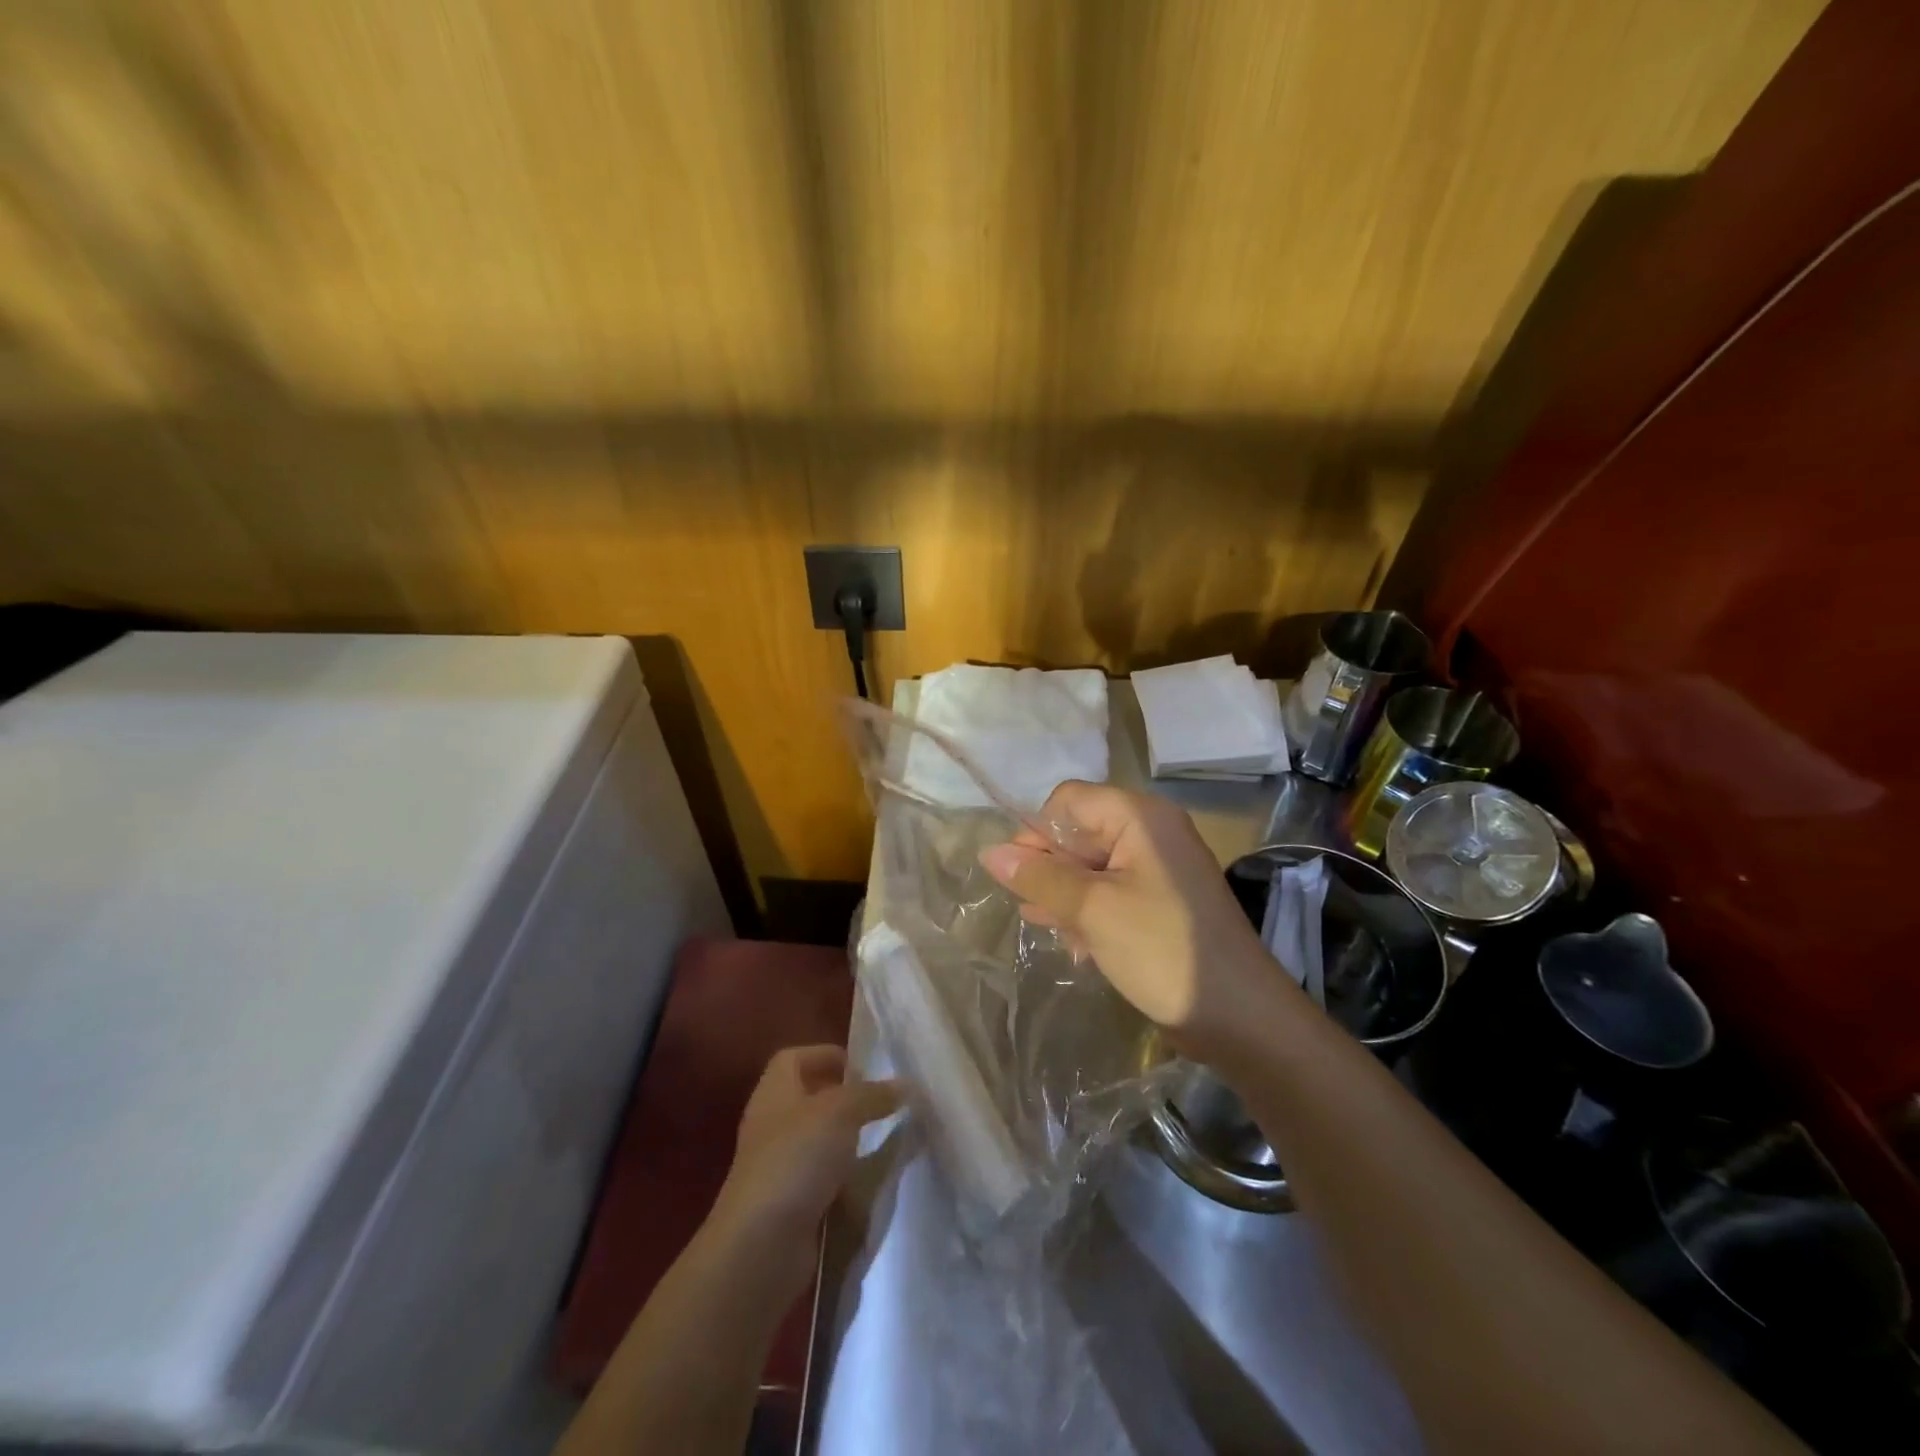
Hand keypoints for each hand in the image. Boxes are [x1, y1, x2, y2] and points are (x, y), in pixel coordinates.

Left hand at [706, 1046, 898, 1295]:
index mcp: (775, 1091)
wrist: (760, 1245)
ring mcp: (777, 1166)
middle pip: (808, 1098)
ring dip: (847, 1139)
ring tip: (883, 1137)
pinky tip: (869, 1180)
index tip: (862, 1067)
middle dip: (844, 1098)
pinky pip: (821, 1178)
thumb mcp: (841, 1112)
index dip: (826, 1055)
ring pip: (817, 1140)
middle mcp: (771, 1123)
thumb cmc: (796, 1159)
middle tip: (881, 1101)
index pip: (794, 1058)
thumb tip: (907, 1084)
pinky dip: (843, 1177)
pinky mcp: (788, 1203)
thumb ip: (873, 1094)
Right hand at [979, 781, 1297, 1055]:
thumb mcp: (1092, 909)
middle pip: (1078, 834)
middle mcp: (1150, 832)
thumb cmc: (1162, 949)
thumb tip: (989, 852)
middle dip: (1051, 871)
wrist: (1239, 1016)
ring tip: (1054, 931)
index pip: (1067, 801)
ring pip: (1090, 867)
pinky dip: (1090, 913)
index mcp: (1140, 817)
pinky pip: (1110, 892)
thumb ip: (1039, 877)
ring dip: (1067, 897)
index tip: (1021, 877)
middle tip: (1037, 912)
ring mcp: (1157, 869)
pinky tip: (1079, 947)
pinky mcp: (1159, 902)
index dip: (1037, 833)